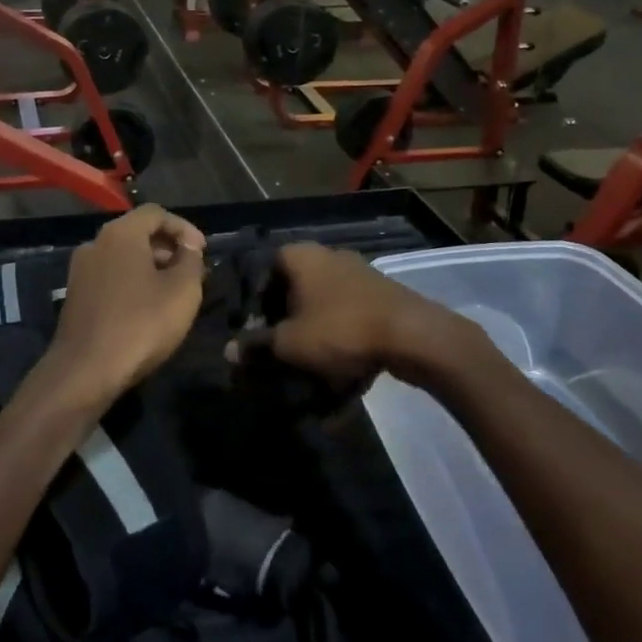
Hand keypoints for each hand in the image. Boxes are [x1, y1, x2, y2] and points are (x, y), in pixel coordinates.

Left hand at [40, 206, 206, 412]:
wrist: (86, 370)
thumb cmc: (141, 324)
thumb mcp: (183, 291)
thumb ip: (191, 260)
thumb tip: (188, 247)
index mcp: (120, 234)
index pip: (156, 213)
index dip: (184, 227)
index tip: (202, 250)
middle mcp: (95, 244)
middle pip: (137, 232)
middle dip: (168, 247)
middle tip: (192, 271)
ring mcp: (81, 270)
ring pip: (123, 256)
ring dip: (151, 266)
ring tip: (173, 291)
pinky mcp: (75, 296)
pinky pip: (110, 276)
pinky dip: (132, 281)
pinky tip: (147, 307)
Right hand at [227, 244, 477, 390]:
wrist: (413, 336)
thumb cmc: (340, 329)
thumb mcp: (289, 344)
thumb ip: (256, 346)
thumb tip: (228, 351)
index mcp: (299, 256)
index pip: (262, 273)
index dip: (253, 306)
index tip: (252, 336)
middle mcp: (327, 257)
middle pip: (293, 292)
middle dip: (284, 326)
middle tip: (277, 356)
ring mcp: (357, 276)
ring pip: (322, 310)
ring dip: (313, 341)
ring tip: (307, 376)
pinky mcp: (380, 298)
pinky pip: (348, 323)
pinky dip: (340, 348)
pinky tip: (338, 385)